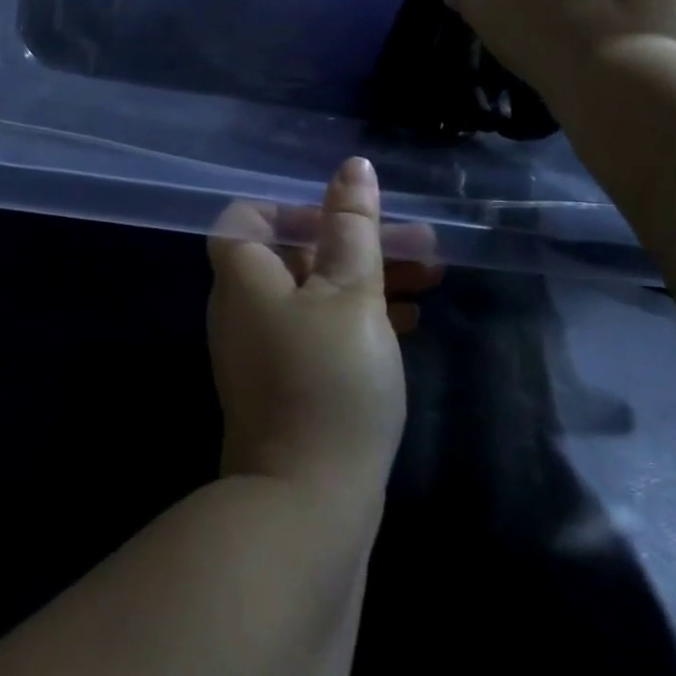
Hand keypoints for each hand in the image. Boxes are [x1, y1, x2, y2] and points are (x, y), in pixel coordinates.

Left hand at [207, 159, 439, 501]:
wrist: (306, 508)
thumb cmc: (329, 382)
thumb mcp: (351, 294)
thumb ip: (352, 228)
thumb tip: (353, 168)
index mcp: (244, 277)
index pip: (246, 217)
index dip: (292, 207)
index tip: (344, 215)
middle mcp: (243, 308)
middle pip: (294, 254)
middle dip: (356, 242)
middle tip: (420, 244)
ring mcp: (262, 351)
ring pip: (314, 294)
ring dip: (367, 280)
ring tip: (431, 277)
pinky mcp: (286, 386)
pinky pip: (318, 332)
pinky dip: (356, 319)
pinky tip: (407, 325)